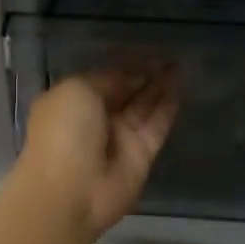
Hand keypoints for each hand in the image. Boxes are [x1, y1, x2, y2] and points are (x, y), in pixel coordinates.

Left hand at [14, 67, 180, 239]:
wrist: (71, 191)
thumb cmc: (64, 132)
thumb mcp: (78, 90)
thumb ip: (109, 79)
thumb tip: (134, 75)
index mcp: (72, 102)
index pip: (103, 78)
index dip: (125, 65)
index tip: (147, 51)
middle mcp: (95, 119)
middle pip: (126, 92)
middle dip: (145, 74)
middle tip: (170, 56)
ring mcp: (119, 138)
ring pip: (144, 106)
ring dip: (160, 86)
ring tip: (180, 65)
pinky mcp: (142, 155)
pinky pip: (157, 125)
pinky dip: (168, 107)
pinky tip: (181, 86)